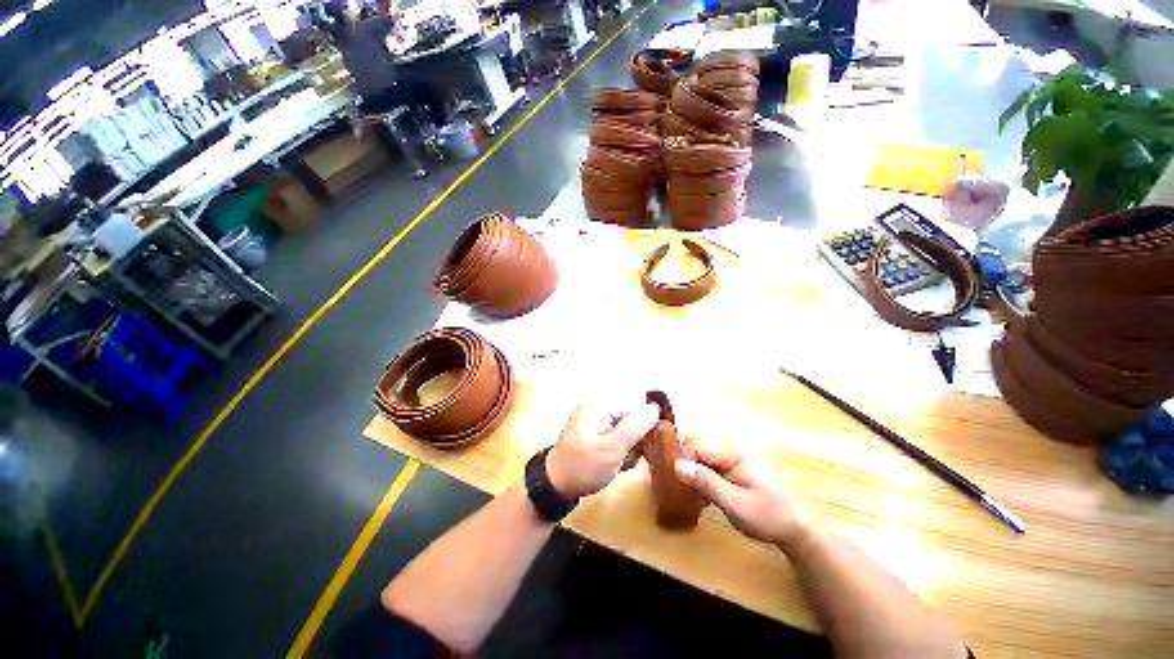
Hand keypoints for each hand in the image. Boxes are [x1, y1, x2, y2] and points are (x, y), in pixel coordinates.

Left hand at [547, 402, 659, 498]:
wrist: (555, 486)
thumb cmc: (583, 467)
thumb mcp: (612, 449)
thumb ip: (635, 427)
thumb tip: (656, 408)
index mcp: (601, 405)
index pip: (636, 408)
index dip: (646, 428)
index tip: (647, 449)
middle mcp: (600, 407)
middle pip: (632, 420)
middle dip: (635, 442)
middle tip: (627, 460)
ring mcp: (597, 420)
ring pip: (628, 432)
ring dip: (629, 450)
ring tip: (619, 464)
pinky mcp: (597, 432)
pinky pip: (618, 438)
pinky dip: (620, 452)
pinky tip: (614, 464)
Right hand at [674, 444, 815, 550]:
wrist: (795, 531)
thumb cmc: (767, 515)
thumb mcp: (734, 502)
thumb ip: (706, 482)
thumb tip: (677, 465)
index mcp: (731, 454)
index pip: (696, 448)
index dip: (679, 459)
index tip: (663, 473)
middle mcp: (729, 454)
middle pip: (696, 454)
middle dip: (681, 467)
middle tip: (667, 485)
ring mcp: (730, 464)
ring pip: (700, 464)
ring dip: (688, 477)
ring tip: (676, 492)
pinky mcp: (730, 475)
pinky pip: (707, 473)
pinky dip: (698, 483)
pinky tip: (693, 498)